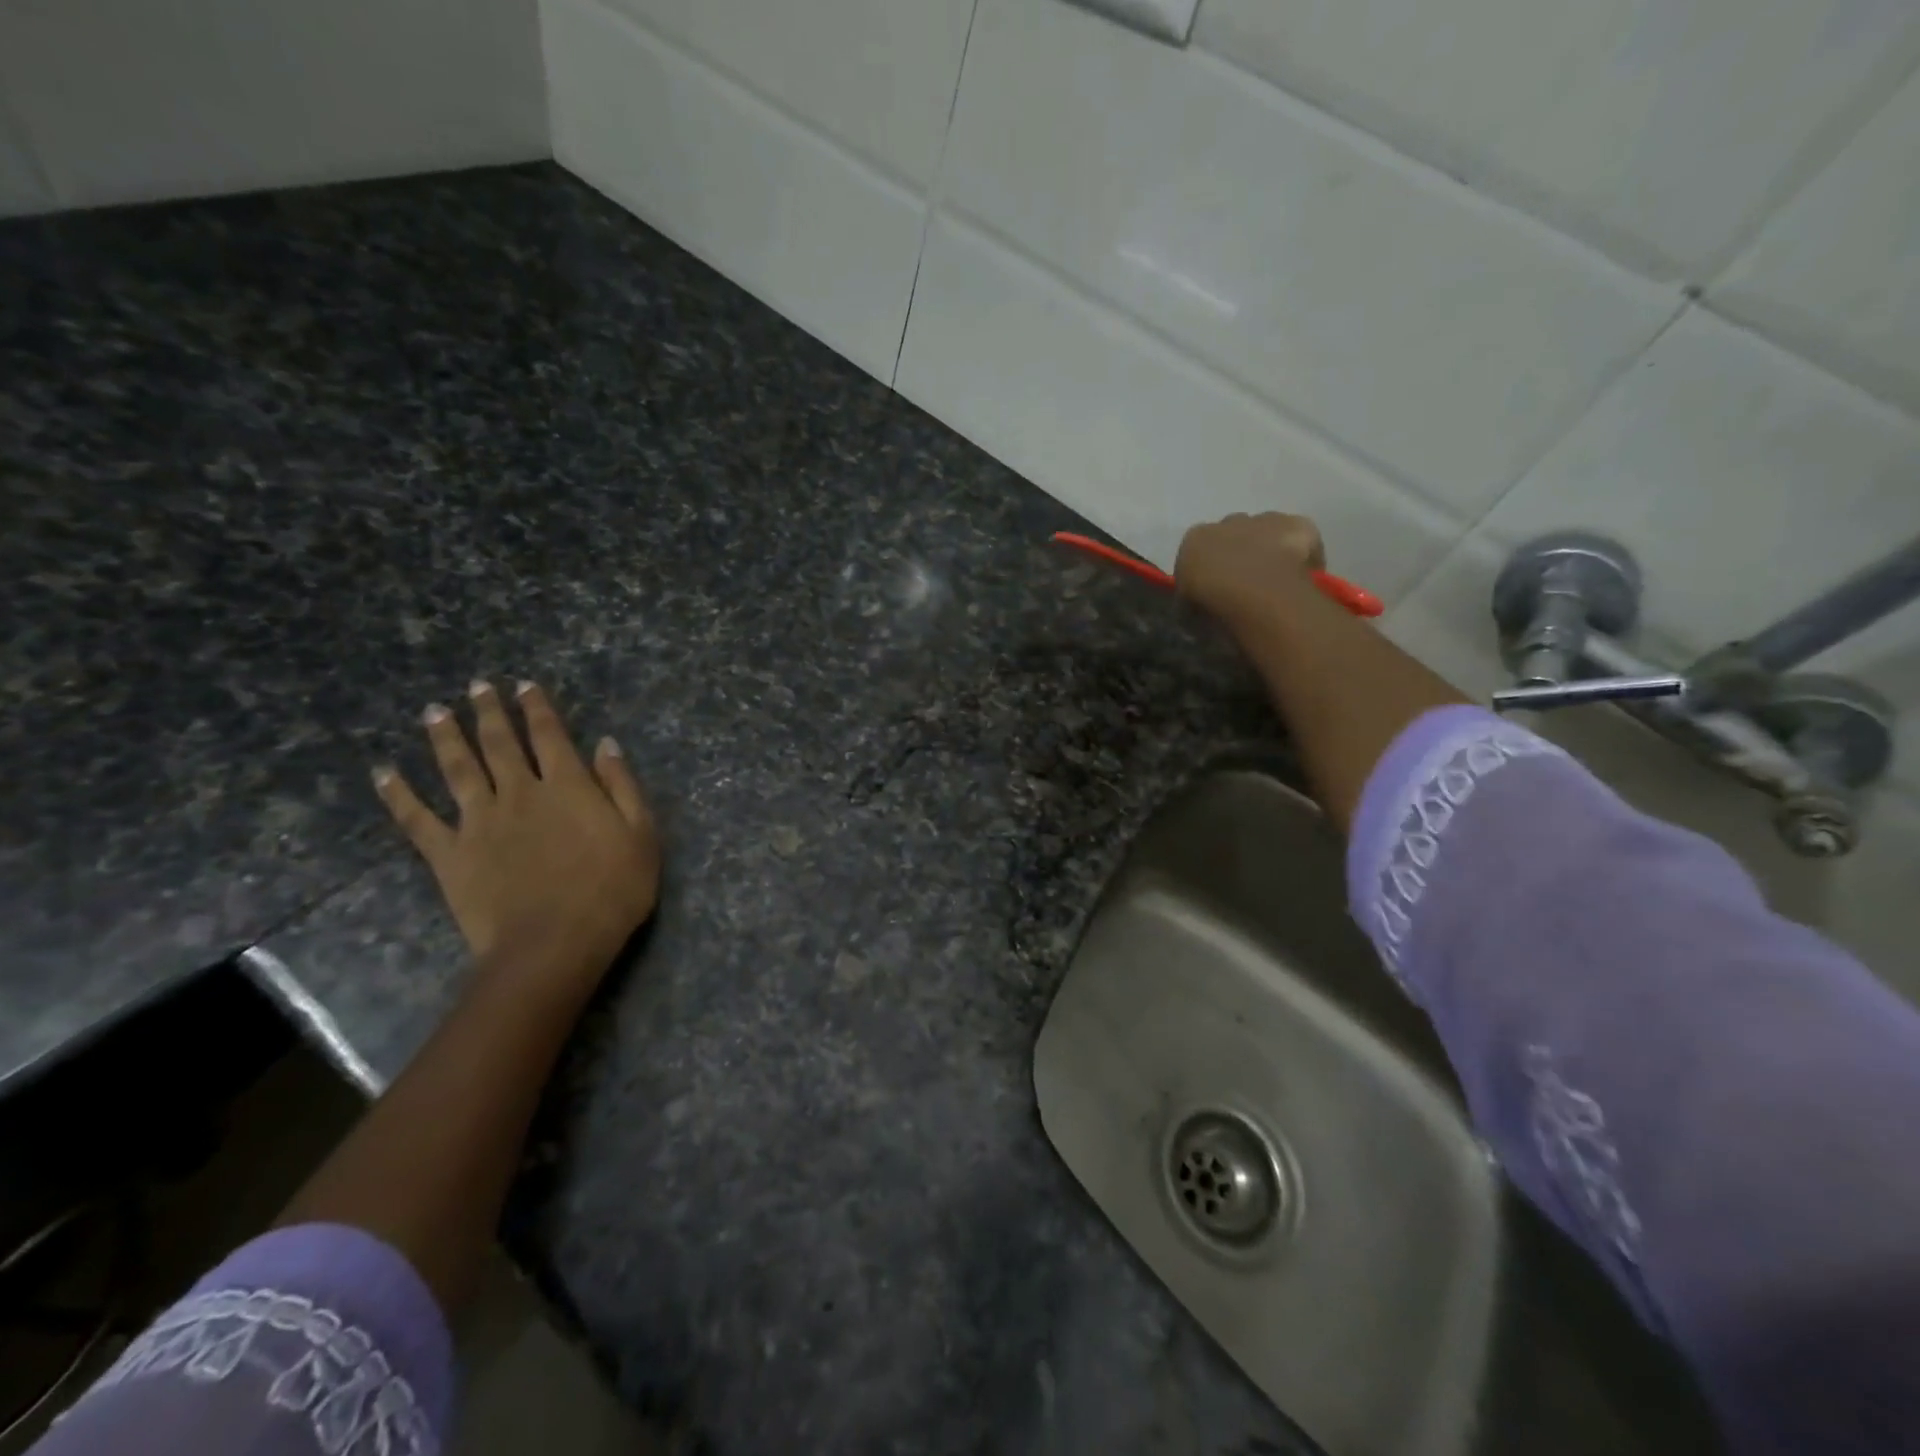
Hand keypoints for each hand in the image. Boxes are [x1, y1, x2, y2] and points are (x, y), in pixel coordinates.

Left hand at [374, 681, 659, 996]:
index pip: (550, 735)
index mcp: (568, 785)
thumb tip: (605, 744)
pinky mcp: (449, 854)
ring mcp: (479, 821)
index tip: (525, 686)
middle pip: (500, 743)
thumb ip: (622, 786)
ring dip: (445, 737)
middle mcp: (519, 792)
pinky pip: (417, 818)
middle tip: (477, 687)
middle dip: (490, 712)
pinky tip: (384, 773)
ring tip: (435, 711)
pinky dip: (399, 794)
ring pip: (457, 768)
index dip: (538, 708)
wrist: (553, 943)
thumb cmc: (612, 890)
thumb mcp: (641, 835)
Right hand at [1175, 512, 1325, 625]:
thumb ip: (1191, 598)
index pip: (1198, 550)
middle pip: (1234, 534)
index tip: (1214, 589)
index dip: (1207, 569)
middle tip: (1245, 584)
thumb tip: (1197, 606)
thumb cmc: (1211, 603)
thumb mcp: (1186, 608)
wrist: (1254, 593)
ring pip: (1268, 531)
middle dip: (1239, 552)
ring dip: (1269, 549)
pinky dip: (1302, 553)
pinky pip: (1302, 539)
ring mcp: (1266, 520)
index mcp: (1196, 538)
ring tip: (1275, 581)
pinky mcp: (1298, 525)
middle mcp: (1229, 521)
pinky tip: (1302, 576)